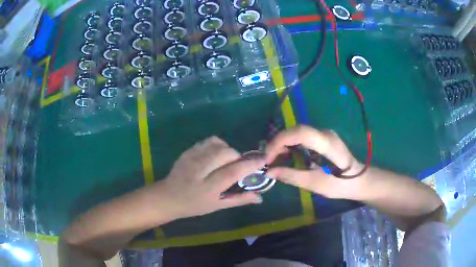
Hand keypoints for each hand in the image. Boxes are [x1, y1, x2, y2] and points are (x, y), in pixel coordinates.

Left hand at [154, 136, 263, 220]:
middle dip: (238, 157)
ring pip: (218, 144)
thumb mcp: (217, 206)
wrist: (168, 196)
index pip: (232, 172)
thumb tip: (260, 197)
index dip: (249, 165)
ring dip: (228, 150)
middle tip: (237, 166)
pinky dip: (218, 145)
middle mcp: (199, 170)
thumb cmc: (195, 205)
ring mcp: (192, 158)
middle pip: (226, 153)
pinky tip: (215, 156)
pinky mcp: (188, 150)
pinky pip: (209, 141)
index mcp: (208, 188)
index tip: (263, 160)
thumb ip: (239, 199)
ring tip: (226, 161)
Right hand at [266, 125, 363, 198]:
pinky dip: (290, 145)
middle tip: (267, 160)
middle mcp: (325, 133)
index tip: (268, 158)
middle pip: (296, 130)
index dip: (279, 142)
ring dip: (282, 144)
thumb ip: (292, 176)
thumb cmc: (341, 185)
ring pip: (297, 132)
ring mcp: (324, 134)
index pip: (299, 133)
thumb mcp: (316, 184)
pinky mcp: (322, 138)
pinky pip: (302, 137)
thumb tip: (270, 171)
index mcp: (327, 143)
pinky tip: (284, 156)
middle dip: (278, 143)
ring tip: (273, 160)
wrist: (358, 180)